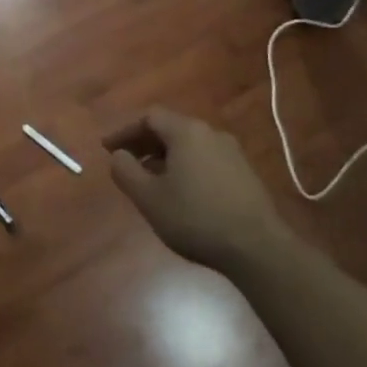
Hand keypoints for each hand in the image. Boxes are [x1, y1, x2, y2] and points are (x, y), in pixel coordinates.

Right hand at [104, 107, 289, 274]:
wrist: (257, 248)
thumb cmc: (195, 218)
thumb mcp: (148, 198)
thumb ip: (125, 171)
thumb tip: (118, 155)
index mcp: (187, 132)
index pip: (149, 117)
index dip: (125, 131)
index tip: (108, 149)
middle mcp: (211, 133)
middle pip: (171, 128)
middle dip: (144, 143)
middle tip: (126, 162)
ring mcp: (232, 153)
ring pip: (189, 145)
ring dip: (165, 157)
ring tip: (150, 180)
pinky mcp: (245, 173)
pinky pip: (205, 159)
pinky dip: (185, 167)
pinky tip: (181, 193)